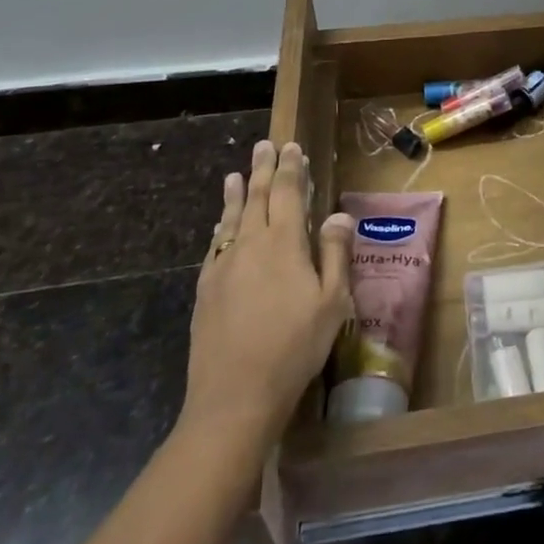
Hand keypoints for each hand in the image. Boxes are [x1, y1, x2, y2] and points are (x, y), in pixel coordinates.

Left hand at [178, 140, 353, 443]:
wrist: (234, 398)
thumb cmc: (294, 347)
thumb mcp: (332, 302)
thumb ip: (335, 254)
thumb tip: (338, 215)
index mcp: (284, 242)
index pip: (288, 193)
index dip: (291, 167)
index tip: (291, 146)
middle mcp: (250, 244)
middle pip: (257, 197)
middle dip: (263, 169)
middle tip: (263, 145)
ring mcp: (223, 267)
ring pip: (231, 219)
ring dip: (236, 193)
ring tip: (235, 175)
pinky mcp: (205, 290)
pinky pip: (215, 247)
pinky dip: (220, 228)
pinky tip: (220, 228)